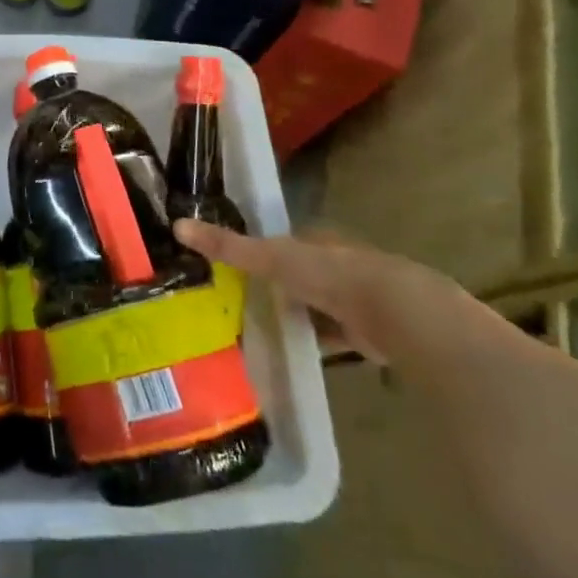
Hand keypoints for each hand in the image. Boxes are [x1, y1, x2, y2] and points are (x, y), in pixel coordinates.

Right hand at [174, 220, 485, 365]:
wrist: (400, 315)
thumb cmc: (332, 276)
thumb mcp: (272, 258)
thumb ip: (229, 246)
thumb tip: (177, 225)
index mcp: (319, 240)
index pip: (286, 241)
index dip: (263, 250)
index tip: (236, 265)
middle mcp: (340, 264)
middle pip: (301, 273)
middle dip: (279, 285)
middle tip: (242, 299)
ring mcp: (358, 298)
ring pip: (318, 304)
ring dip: (298, 314)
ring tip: (261, 328)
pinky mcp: (369, 331)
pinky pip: (334, 335)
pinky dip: (317, 341)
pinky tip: (297, 352)